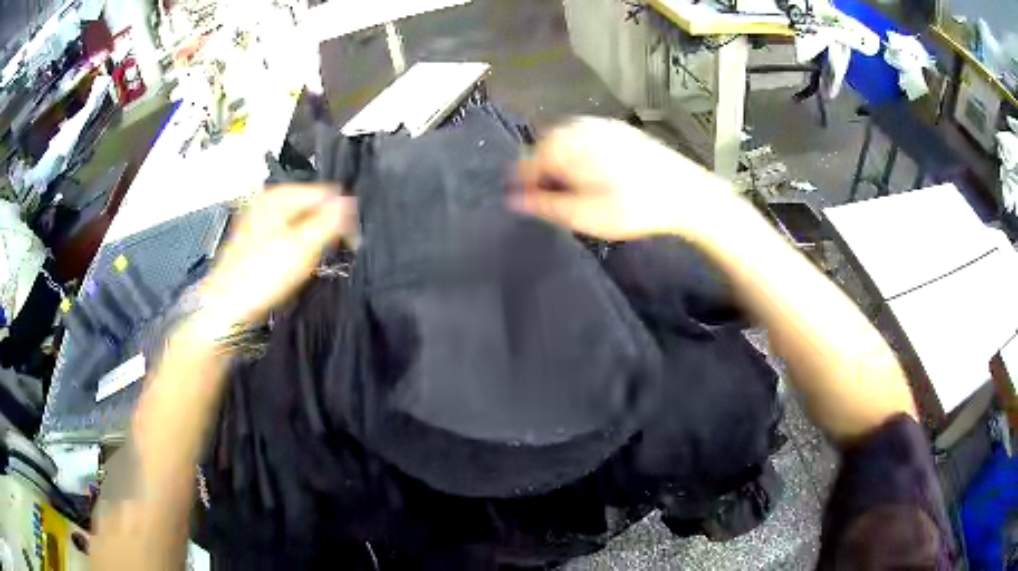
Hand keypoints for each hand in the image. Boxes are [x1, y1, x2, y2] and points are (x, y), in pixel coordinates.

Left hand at [199, 184, 354, 327]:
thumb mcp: (302, 248)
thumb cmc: (257, 280)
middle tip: (322, 260)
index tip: (349, 244)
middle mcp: (267, 203)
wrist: (226, 311)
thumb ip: (330, 221)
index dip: (343, 219)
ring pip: (301, 227)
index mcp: (278, 196)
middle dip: (324, 233)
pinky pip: (288, 240)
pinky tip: (288, 271)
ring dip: (309, 245)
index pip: (327, 194)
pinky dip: (294, 253)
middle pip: (313, 209)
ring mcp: (260, 222)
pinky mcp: (257, 242)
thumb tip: (351, 203)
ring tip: (301, 268)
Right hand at [514, 117, 733, 240]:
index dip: (523, 184)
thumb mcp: (584, 215)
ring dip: (563, 161)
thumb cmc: (632, 207)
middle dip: (543, 169)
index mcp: (566, 146)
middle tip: (552, 196)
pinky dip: (582, 153)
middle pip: (546, 146)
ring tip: (573, 187)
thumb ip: (545, 205)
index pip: (528, 161)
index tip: (526, 202)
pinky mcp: (621, 129)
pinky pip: (588, 137)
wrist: (685, 192)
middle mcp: (580, 127)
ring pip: (568, 140)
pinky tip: (596, 173)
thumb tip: (513, 200)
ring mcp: (602, 124)